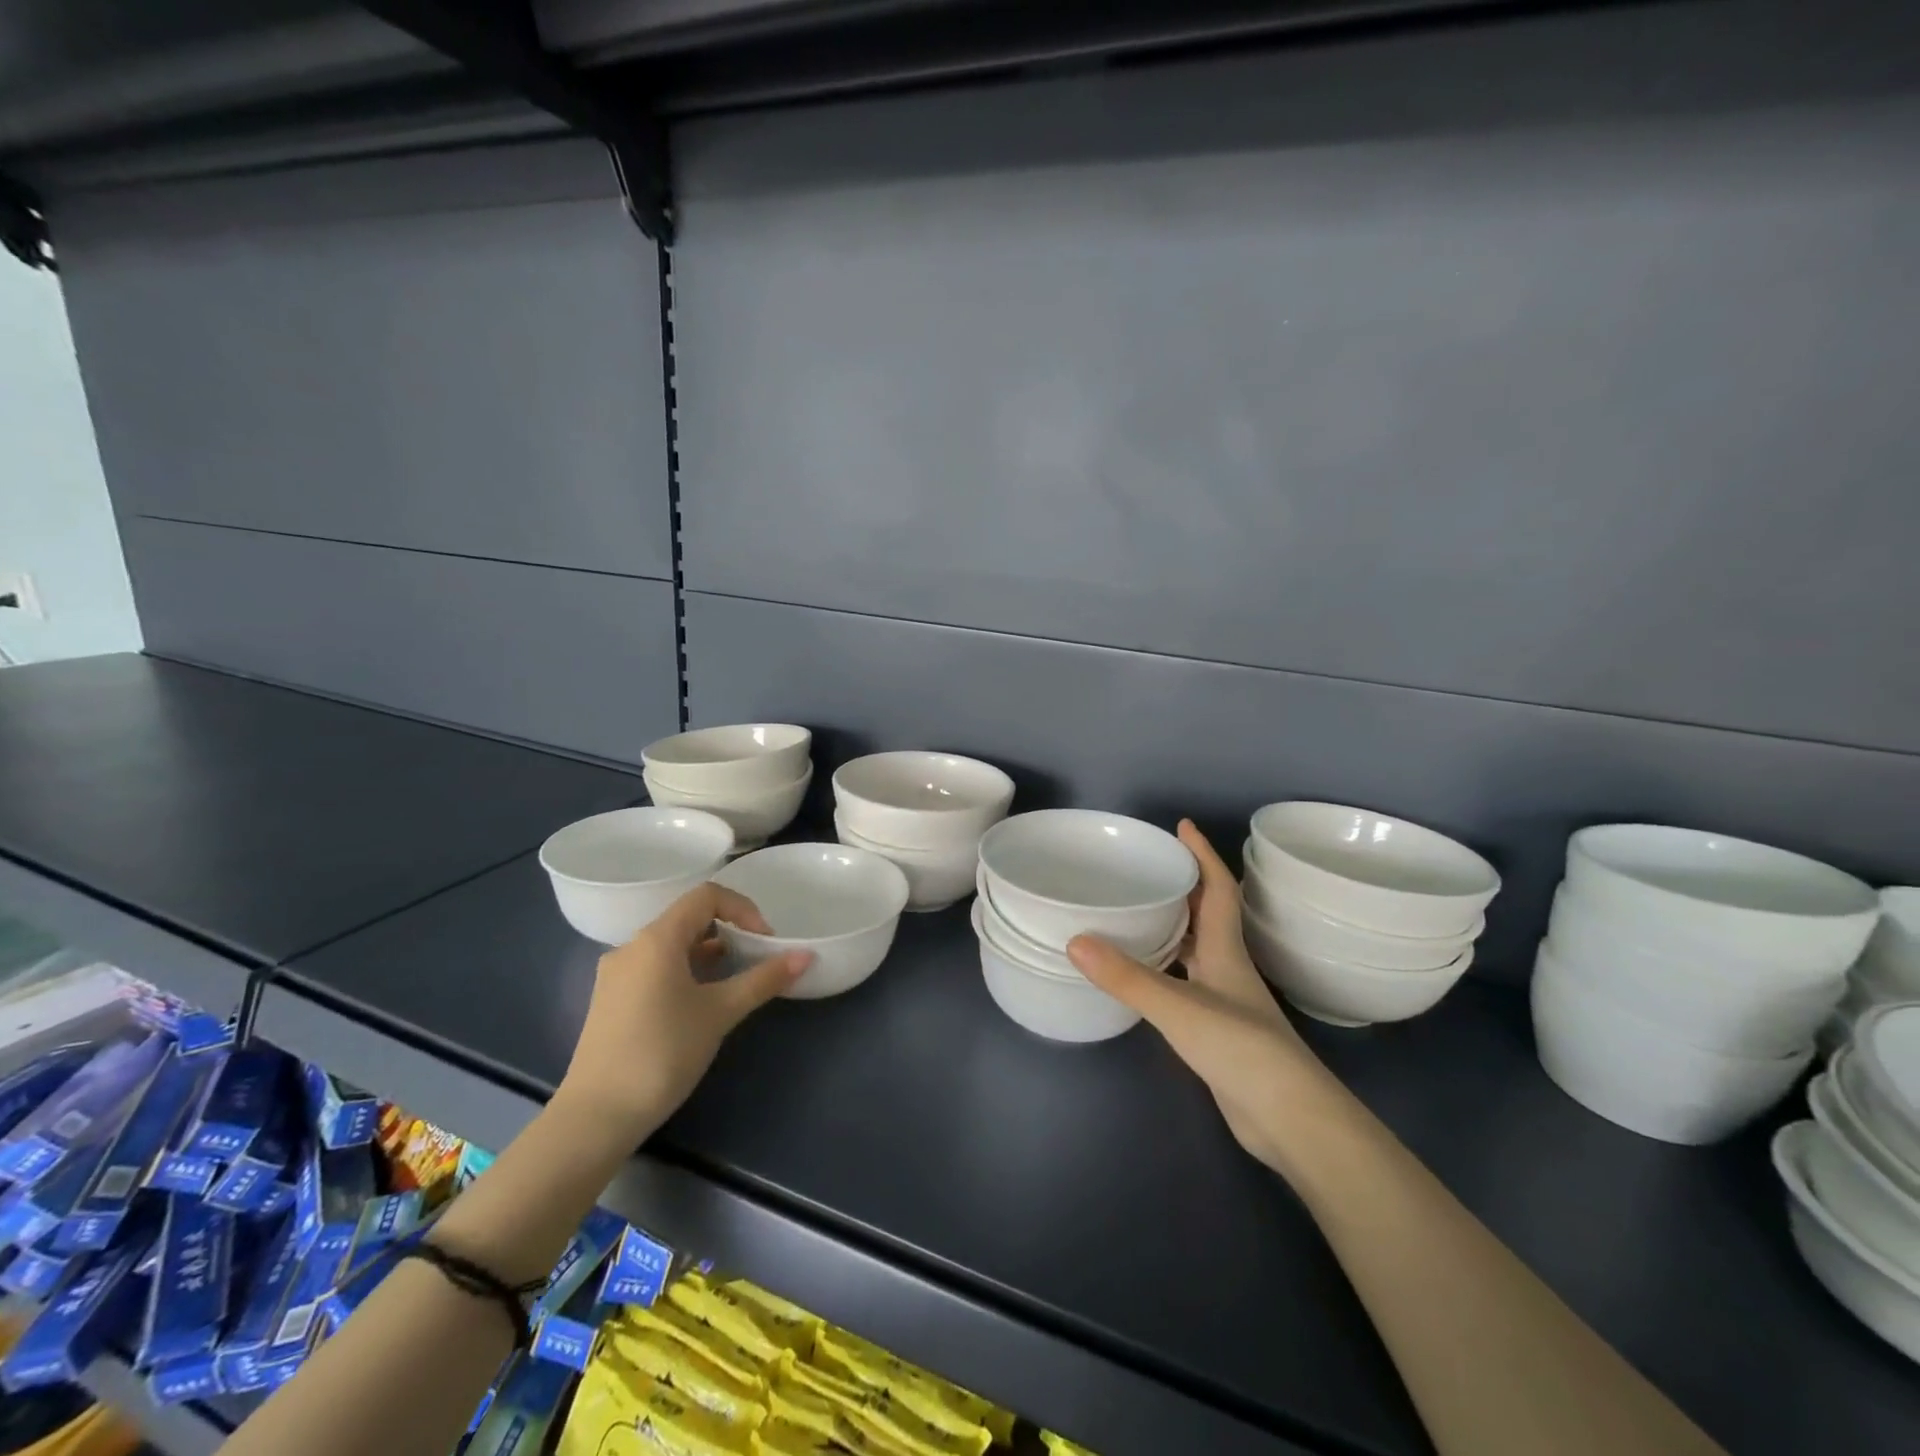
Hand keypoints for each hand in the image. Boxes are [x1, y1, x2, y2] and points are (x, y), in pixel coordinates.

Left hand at [556, 883, 810, 1147]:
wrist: (595, 1117)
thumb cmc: (662, 1053)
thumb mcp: (720, 1013)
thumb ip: (763, 980)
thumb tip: (805, 956)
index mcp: (656, 939)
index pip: (706, 896)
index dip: (743, 909)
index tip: (764, 941)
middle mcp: (632, 947)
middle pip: (688, 918)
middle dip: (728, 931)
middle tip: (755, 960)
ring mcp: (616, 974)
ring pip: (671, 945)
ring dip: (708, 953)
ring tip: (733, 983)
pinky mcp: (611, 1000)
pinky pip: (655, 967)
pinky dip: (685, 971)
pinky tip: (699, 1004)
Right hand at [1067, 820, 1342, 1172]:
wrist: (1290, 1119)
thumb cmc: (1242, 1049)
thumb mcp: (1179, 1008)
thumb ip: (1128, 977)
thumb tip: (1075, 941)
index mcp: (1226, 950)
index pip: (1218, 889)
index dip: (1202, 855)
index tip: (1182, 826)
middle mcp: (1227, 967)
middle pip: (1207, 914)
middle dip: (1182, 885)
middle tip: (1146, 866)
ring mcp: (1225, 1000)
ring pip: (1196, 949)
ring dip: (1171, 926)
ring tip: (1135, 910)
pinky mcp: (1217, 1030)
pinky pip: (1185, 982)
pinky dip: (1164, 968)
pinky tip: (1140, 974)